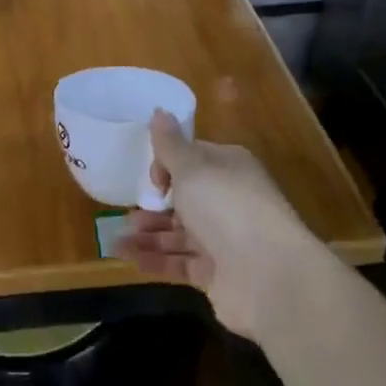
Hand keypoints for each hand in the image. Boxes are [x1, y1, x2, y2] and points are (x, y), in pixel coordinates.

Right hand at [115, 111, 318, 339]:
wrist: (268, 275)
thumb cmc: (226, 206)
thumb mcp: (192, 167)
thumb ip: (170, 144)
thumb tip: (159, 110)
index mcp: (229, 168)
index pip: (193, 159)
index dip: (167, 164)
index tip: (152, 178)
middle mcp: (229, 201)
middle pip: (185, 198)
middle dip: (154, 204)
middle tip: (126, 212)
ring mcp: (224, 240)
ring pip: (179, 233)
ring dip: (148, 234)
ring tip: (117, 238)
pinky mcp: (217, 273)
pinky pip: (179, 262)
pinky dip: (154, 259)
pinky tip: (126, 256)